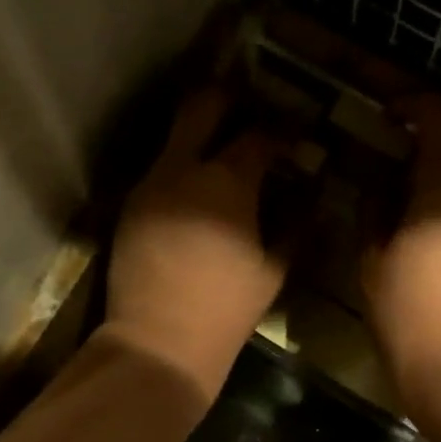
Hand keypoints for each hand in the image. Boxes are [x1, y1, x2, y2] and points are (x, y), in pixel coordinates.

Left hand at [107, 85, 286, 395]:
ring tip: (224, 156)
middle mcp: (181, 169)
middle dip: (229, 98)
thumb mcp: (273, 271)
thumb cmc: (225, 310)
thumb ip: (296, 226)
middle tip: (251, 110)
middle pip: (202, 105)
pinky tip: (197, 194)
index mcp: (226, 181)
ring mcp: (148, 185)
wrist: (158, 342)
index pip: (260, 135)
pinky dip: (182, 171)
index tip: (298, 138)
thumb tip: (311, 198)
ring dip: (201, 138)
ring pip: (175, 139)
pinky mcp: (129, 208)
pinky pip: (159, 172)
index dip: (284, 131)